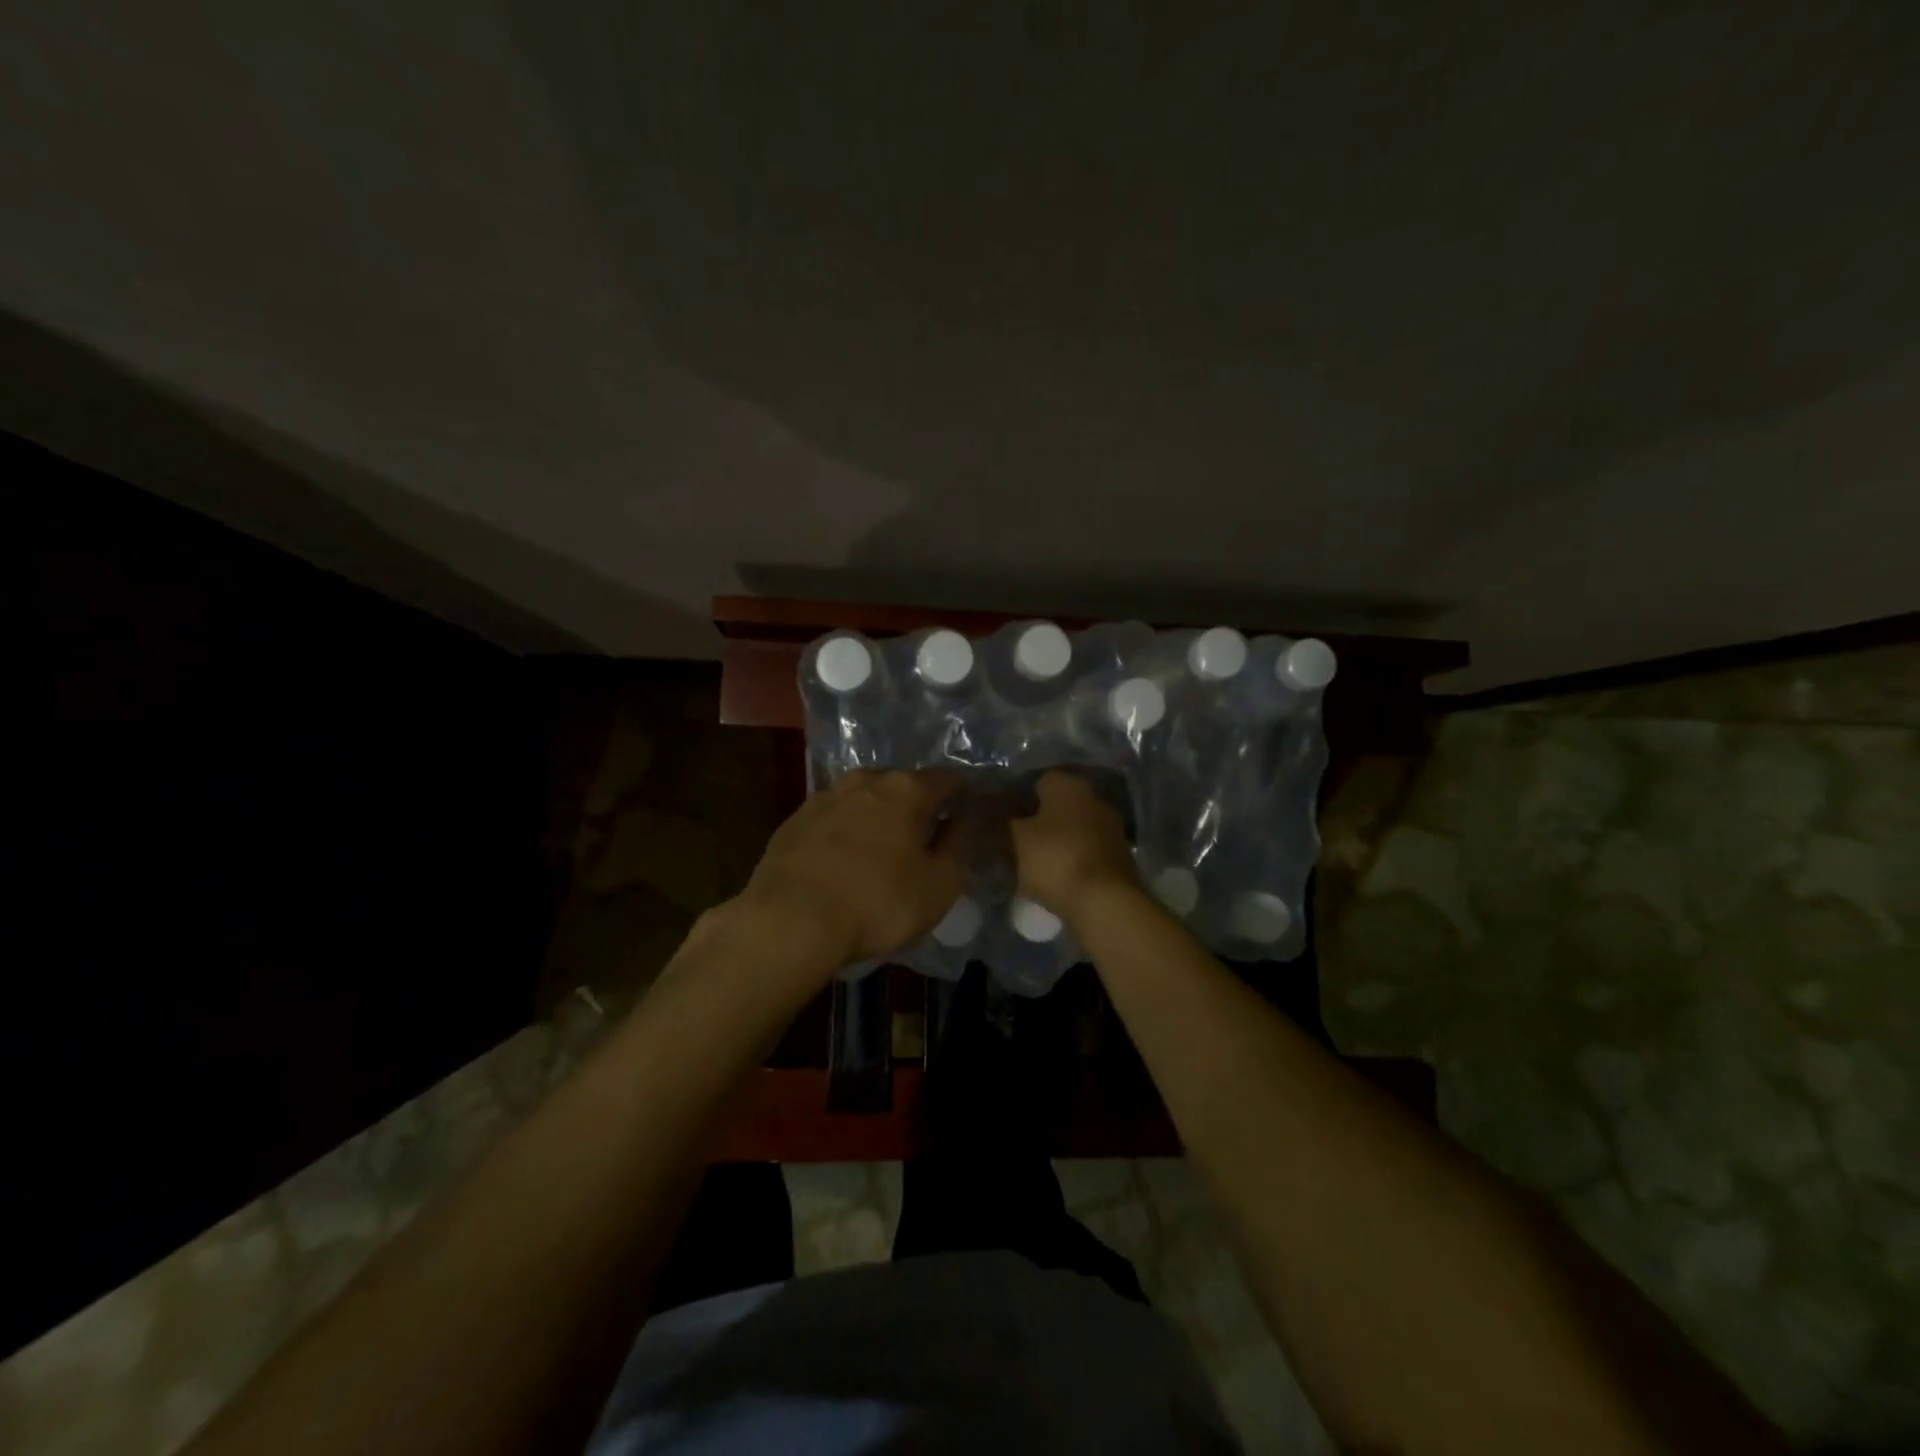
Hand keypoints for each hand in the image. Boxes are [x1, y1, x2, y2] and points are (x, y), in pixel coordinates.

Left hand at [738, 768, 964, 972]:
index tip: (967, 812)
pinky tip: (843, 860)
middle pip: (902, 784)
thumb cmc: (877, 902)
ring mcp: (825, 796)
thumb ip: (958, 846)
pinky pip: (833, 818)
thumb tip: (962, 820)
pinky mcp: (795, 820)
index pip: (947, 778)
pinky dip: (844, 831)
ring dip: (876, 816)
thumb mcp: (939, 885)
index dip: (962, 794)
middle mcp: (866, 780)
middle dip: (916, 805)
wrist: (790, 920)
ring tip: (881, 848)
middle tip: (923, 836)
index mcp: (907, 789)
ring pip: (864, 798)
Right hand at [1010, 770, 1140, 924]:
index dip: (1022, 797)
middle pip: (1061, 804)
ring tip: (1037, 861)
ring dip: (1060, 840)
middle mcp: (1095, 798)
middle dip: (1043, 819)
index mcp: (1069, 785)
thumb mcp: (1017, 840)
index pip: (1040, 780)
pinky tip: (1059, 875)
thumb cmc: (1055, 859)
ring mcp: (1112, 827)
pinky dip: (1075, 859)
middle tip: (1019, 839)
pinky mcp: (1121, 856)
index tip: (1007, 817)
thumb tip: (1009, 817)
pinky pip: (1089, 850)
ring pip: (1076, 828)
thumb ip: (1010, 823)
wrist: (1104, 902)